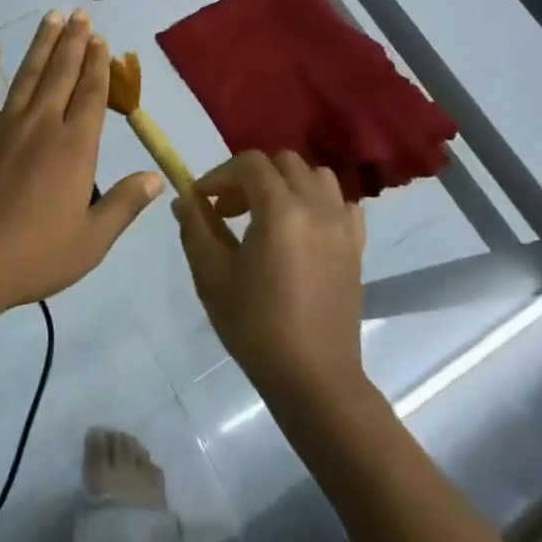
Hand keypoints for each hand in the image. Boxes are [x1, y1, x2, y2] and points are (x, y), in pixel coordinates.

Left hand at [0, 9, 163, 313]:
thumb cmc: (32, 256)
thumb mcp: (91, 241)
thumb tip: (156, 177)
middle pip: (62, 74)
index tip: (102, 40)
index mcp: (74, 148)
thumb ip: (124, 205)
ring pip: (28, 75)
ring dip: (42, 44)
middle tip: (81, 14)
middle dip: (74, 42)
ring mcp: (3, 126)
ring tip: (52, 17)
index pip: (91, 95)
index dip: (99, 65)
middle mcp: (42, 125)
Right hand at [176, 151, 368, 409]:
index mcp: (280, 209)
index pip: (249, 164)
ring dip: (287, 184)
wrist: (314, 378)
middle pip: (283, 163)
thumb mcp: (212, 276)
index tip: (202, 201)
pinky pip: (340, 204)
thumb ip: (195, 228)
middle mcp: (316, 205)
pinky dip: (319, 203)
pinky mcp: (357, 246)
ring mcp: (342, 224)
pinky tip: (303, 229)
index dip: (220, 175)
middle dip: (251, 176)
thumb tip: (184, 200)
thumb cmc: (256, 326)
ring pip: (316, 176)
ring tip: (267, 214)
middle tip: (229, 209)